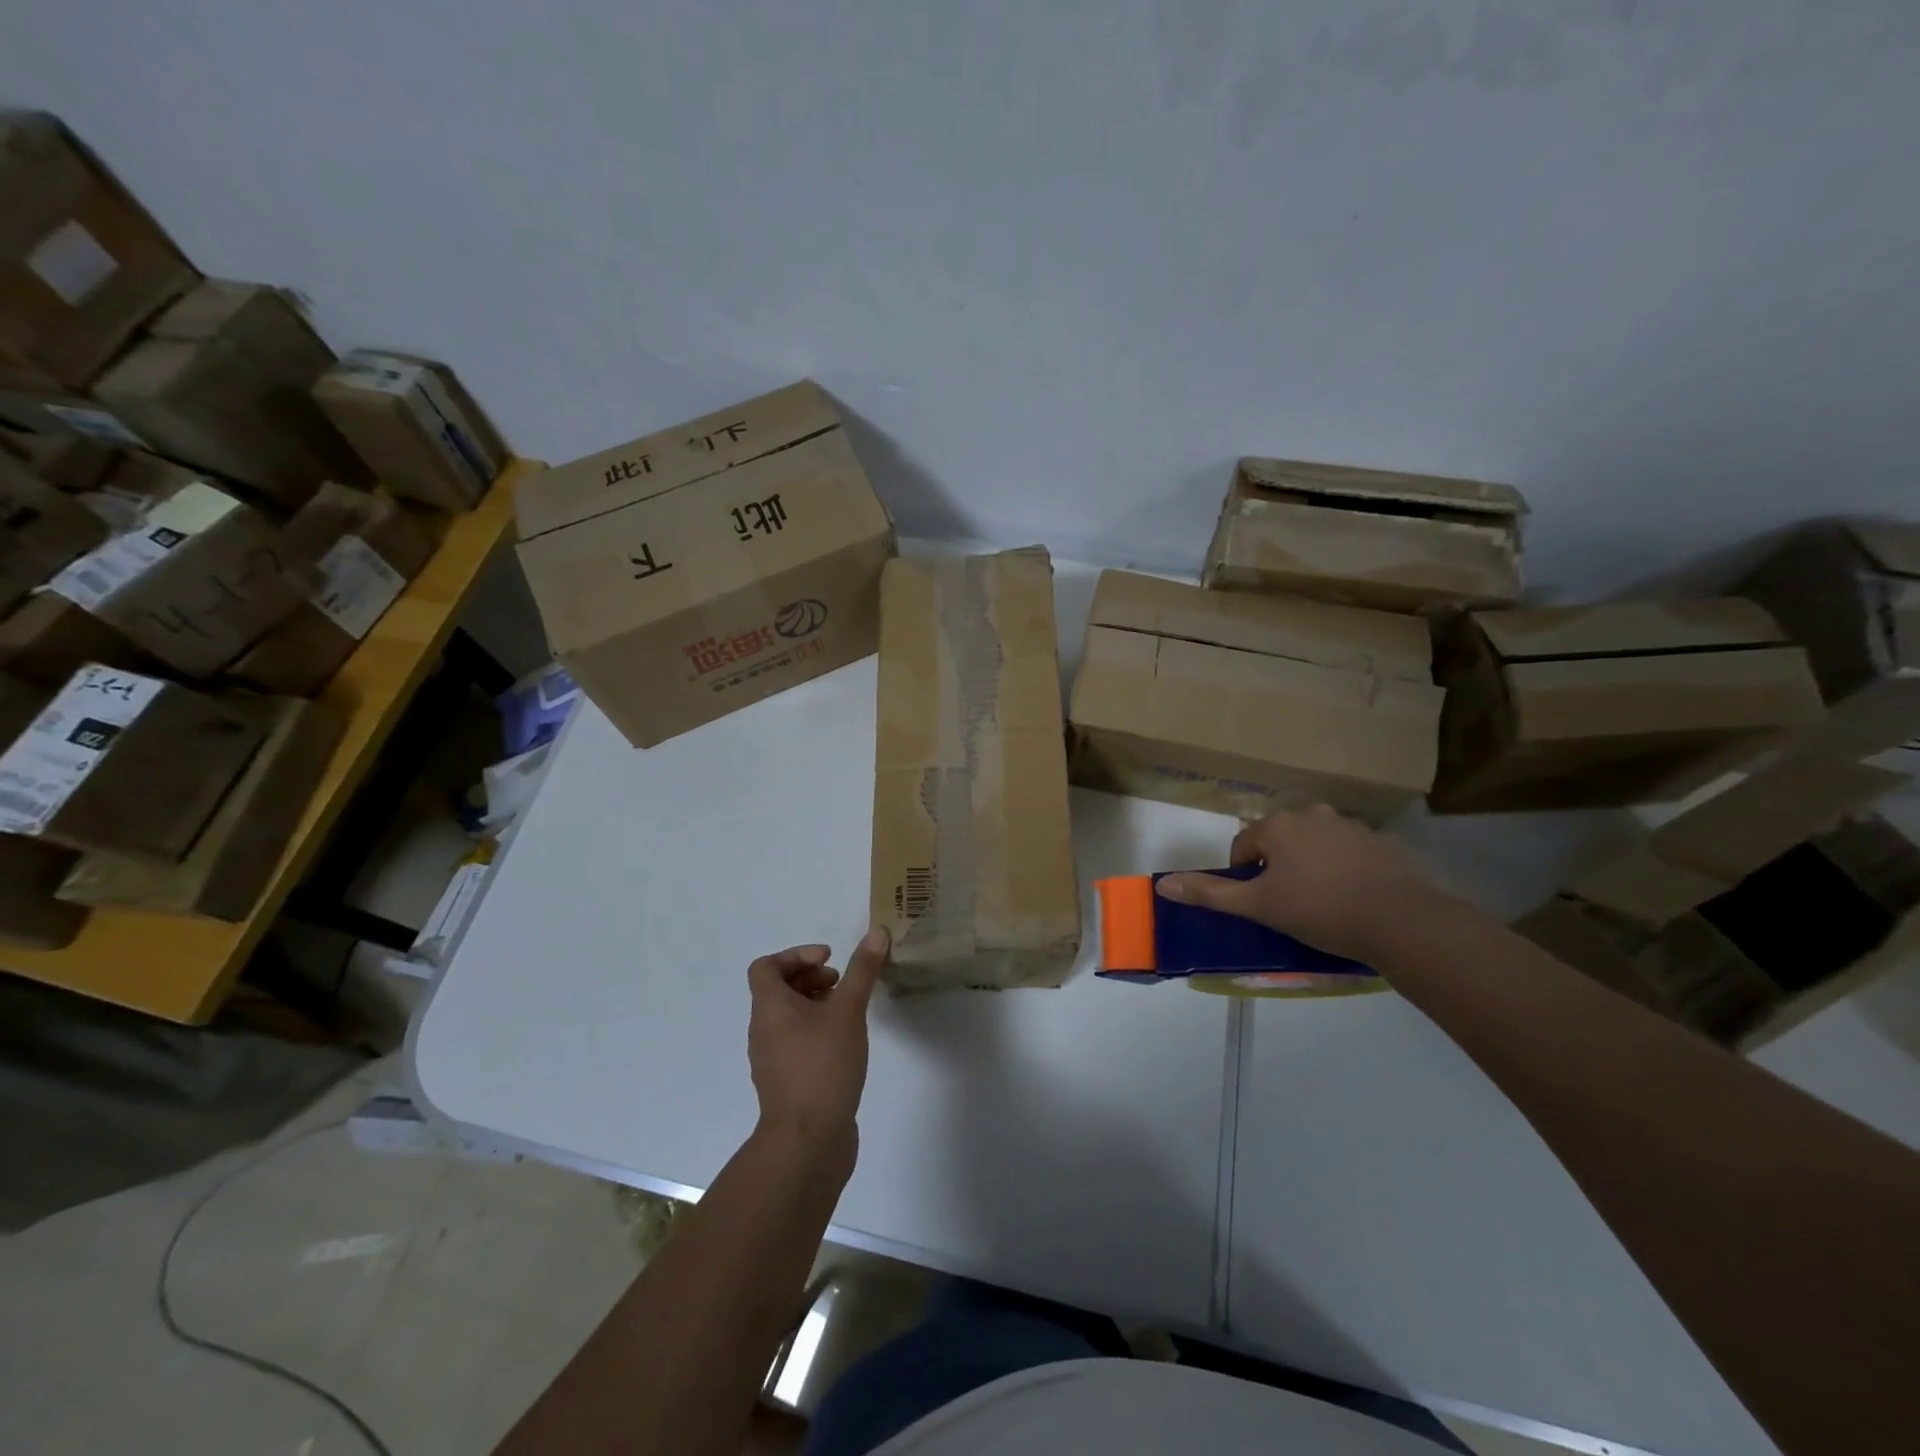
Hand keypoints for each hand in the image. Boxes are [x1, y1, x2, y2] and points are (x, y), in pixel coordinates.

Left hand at [746, 927, 888, 1164]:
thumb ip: (862, 970)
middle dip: (810, 978)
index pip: (765, 967)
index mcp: (769, 1008)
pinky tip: (845, 1044)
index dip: (796, 955)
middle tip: (842, 984)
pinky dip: (816, 1031)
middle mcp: (763, 1030)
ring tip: (848, 1012)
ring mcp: (772, 1060)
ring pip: (788, 1018)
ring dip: (815, 1005)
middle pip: (777, 990)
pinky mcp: (786, 1083)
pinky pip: (795, 1043)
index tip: (829, 960)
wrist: (808, 1141)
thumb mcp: (848, 1011)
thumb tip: (877, 931)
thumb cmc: (823, 1065)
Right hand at [1155, 805, 1451, 960]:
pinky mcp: (1380, 843)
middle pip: (1278, 840)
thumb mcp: (1259, 906)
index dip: (1244, 875)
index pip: (1243, 844)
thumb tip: (1163, 884)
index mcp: (1278, 825)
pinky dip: (1341, 870)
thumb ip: (1210, 893)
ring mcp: (1349, 826)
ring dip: (1308, 866)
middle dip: (1276, 867)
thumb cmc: (1320, 910)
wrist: (1402, 922)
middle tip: (1288, 904)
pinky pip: (1346, 853)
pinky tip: (1351, 899)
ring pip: (1313, 845)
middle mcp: (1312, 814)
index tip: (1259, 903)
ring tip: (1321, 903)